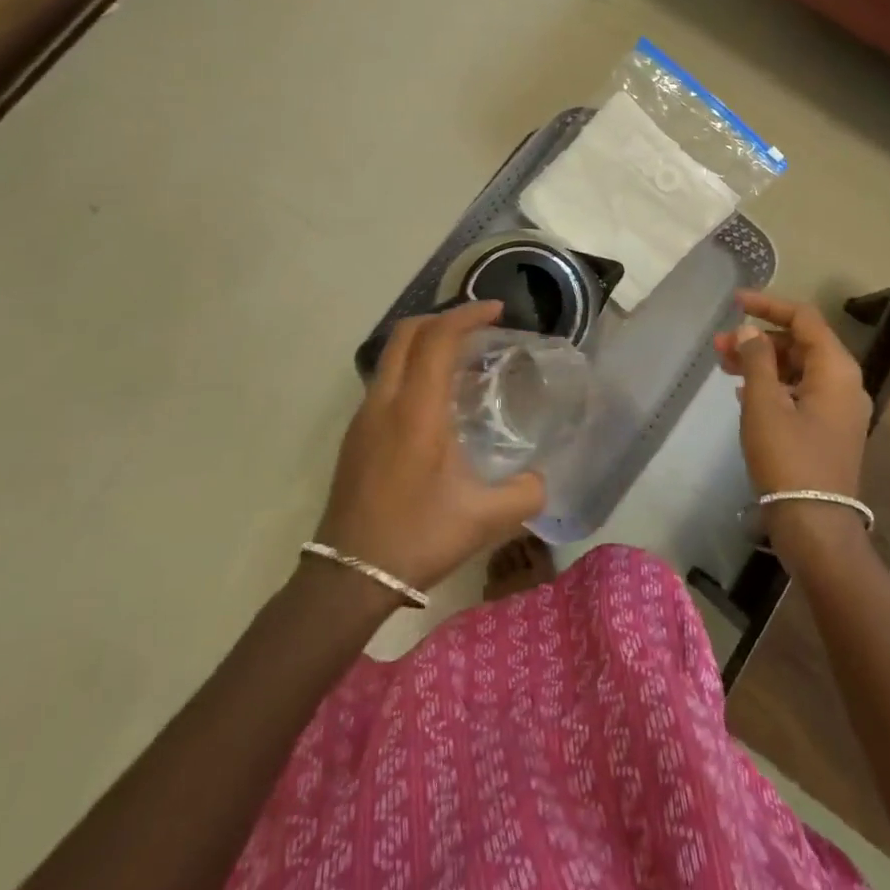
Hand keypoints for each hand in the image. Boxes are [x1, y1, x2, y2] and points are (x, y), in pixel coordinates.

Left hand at [316, 300, 545, 592]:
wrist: (348, 577)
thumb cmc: (418, 538)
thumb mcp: (485, 520)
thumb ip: (525, 493)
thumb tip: (541, 479)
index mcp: (417, 410)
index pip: (438, 338)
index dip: (468, 314)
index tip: (497, 311)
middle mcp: (386, 401)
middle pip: (408, 332)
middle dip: (444, 317)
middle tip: (479, 326)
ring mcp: (364, 416)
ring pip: (392, 354)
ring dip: (425, 342)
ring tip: (462, 359)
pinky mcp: (355, 434)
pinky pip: (385, 379)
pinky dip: (412, 368)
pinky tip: (435, 400)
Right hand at [714, 290, 871, 560]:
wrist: (815, 527)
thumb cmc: (788, 459)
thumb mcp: (764, 404)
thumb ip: (756, 360)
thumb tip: (750, 331)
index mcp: (836, 369)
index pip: (804, 318)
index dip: (768, 305)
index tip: (734, 302)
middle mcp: (844, 383)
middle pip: (800, 343)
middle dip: (759, 338)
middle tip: (719, 345)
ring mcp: (839, 409)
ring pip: (798, 368)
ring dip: (762, 362)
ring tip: (724, 366)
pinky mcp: (828, 430)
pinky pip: (800, 391)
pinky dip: (772, 384)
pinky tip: (743, 393)